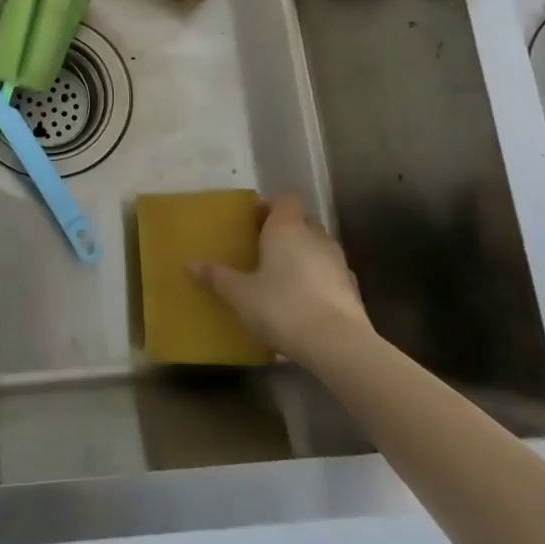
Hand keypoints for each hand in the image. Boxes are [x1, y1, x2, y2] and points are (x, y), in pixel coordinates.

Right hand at [192, 192, 371, 360]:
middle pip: (302, 221)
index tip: (253, 221)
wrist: (337, 345)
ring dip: (303, 255)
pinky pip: (329, 274)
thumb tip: (192, 263)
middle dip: (285, 230)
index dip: (270, 205)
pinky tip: (302, 301)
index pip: (285, 199)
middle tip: (262, 247)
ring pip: (318, 247)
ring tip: (281, 276)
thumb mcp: (240, 294)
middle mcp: (316, 237)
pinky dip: (316, 280)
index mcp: (287, 228)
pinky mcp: (352, 290)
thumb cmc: (282, 307)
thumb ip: (218, 277)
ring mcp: (338, 263)